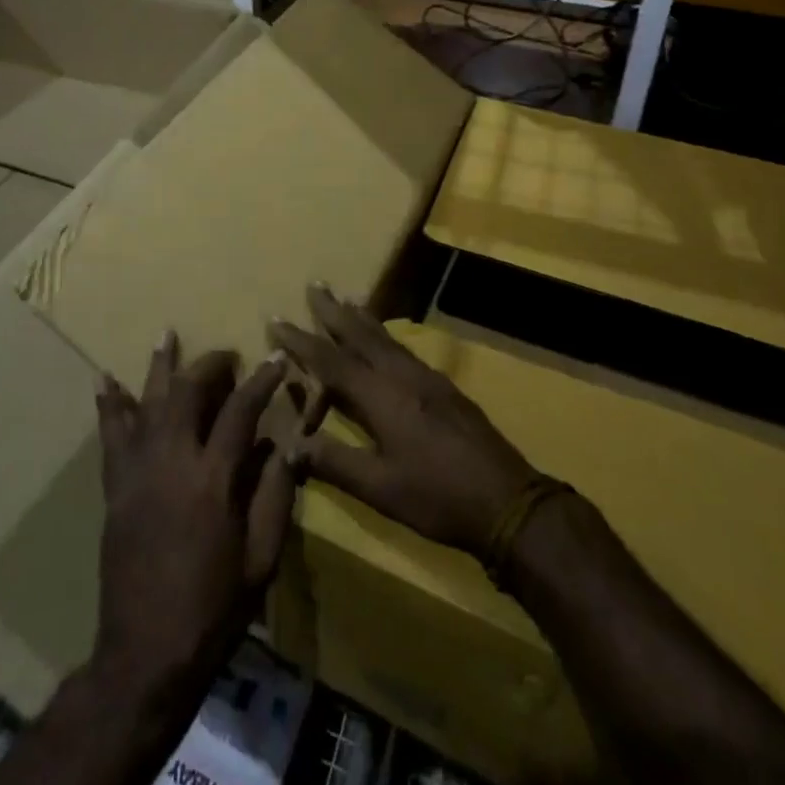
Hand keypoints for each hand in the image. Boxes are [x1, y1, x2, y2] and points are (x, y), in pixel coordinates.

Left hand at [91, 331, 295, 705]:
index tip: (277, 359)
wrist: (146, 652)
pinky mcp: (115, 488)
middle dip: (209, 364)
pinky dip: (110, 404)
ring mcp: (137, 472)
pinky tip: (105, 380)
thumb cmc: (214, 609)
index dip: (261, 381)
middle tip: (227, 354)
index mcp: (213, 480)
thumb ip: (275, 496)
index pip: (240, 412)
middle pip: (187, 392)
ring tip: (166, 335)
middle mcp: (171, 462)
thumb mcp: (261, 559)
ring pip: (147, 402)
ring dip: (159, 366)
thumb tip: (283, 444)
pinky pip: (111, 435)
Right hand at [271, 285, 536, 560]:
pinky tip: (385, 338)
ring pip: (385, 337)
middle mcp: (401, 376)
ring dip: (360, 317)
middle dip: (334, 311)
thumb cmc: (437, 497)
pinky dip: (384, 333)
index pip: (331, 361)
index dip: (301, 341)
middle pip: (361, 334)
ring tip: (346, 298)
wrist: (508, 499)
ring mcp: (426, 378)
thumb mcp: (380, 488)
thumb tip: (288, 445)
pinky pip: (402, 348)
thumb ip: (333, 463)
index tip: (276, 320)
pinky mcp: (443, 386)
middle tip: (315, 284)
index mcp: (381, 397)